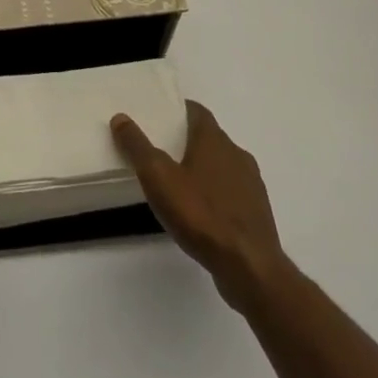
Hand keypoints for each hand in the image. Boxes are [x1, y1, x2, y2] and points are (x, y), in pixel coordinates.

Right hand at [111, 102, 286, 307]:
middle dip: (187, 140)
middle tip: (161, 150)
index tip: (160, 116)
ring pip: (222, 165)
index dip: (178, 110)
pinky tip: (201, 212)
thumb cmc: (200, 214)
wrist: (249, 267)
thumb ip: (138, 146)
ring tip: (178, 183)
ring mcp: (251, 184)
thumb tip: (121, 117)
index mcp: (214, 140)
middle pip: (210, 138)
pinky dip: (215, 193)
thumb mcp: (158, 177)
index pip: (197, 112)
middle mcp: (237, 154)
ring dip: (203, 168)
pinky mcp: (257, 213)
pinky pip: (232, 192)